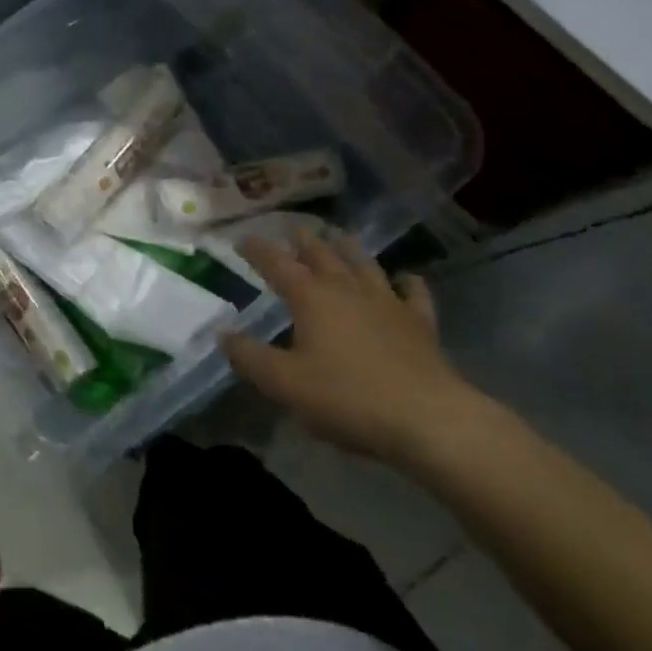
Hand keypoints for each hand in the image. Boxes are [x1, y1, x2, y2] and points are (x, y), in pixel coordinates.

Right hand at [220, 230, 482, 464]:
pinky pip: (414, 294)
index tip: (243, 238)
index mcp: (311, 298)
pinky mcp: (420, 325)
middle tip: (294, 230)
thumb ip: (250, 357)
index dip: (258, 250)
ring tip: (340, 236)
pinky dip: (408, 282)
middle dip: (304, 241)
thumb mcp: (285, 383)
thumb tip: (223, 335)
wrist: (429, 420)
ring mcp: (387, 303)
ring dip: (349, 249)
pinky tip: (406, 278)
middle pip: (322, 255)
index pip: (277, 264)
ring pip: (364, 265)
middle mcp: (347, 290)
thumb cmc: (348, 398)